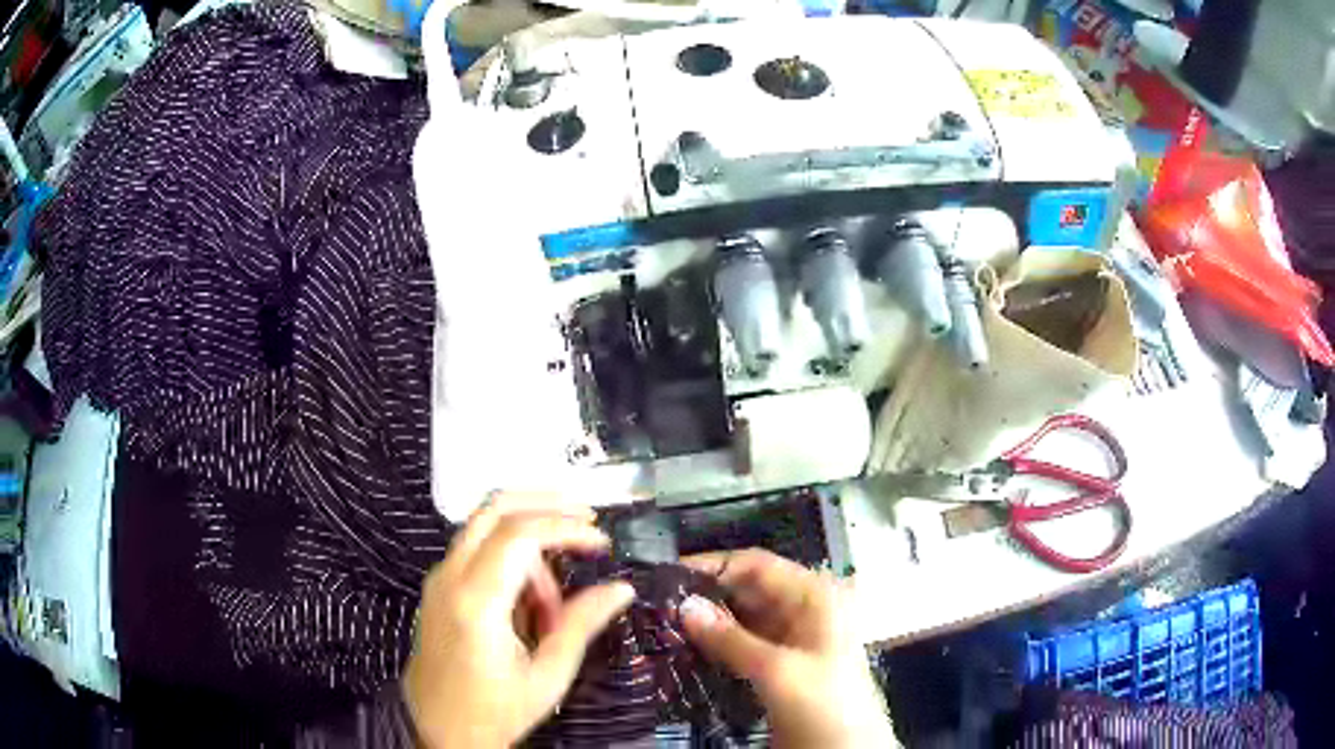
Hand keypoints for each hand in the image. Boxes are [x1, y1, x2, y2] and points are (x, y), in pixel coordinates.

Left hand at [403, 494, 635, 747]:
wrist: (439, 731)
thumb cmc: (492, 712)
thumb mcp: (546, 677)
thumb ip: (581, 625)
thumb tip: (620, 589)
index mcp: (476, 601)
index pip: (520, 533)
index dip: (566, 527)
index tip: (600, 542)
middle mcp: (449, 578)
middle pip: (493, 509)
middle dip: (544, 505)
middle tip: (585, 518)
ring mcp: (439, 580)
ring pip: (484, 525)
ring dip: (527, 536)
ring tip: (556, 594)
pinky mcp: (439, 589)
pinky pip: (476, 550)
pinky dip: (509, 554)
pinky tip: (532, 596)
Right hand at [680, 549, 894, 747]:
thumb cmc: (825, 704)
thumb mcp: (778, 671)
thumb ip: (730, 639)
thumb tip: (684, 606)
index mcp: (815, 598)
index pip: (759, 566)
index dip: (715, 566)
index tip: (669, 576)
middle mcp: (804, 612)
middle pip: (749, 591)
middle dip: (706, 597)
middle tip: (657, 606)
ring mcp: (793, 642)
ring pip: (744, 621)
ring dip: (709, 624)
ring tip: (662, 626)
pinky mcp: (782, 668)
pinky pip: (745, 647)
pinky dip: (718, 647)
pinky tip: (686, 651)